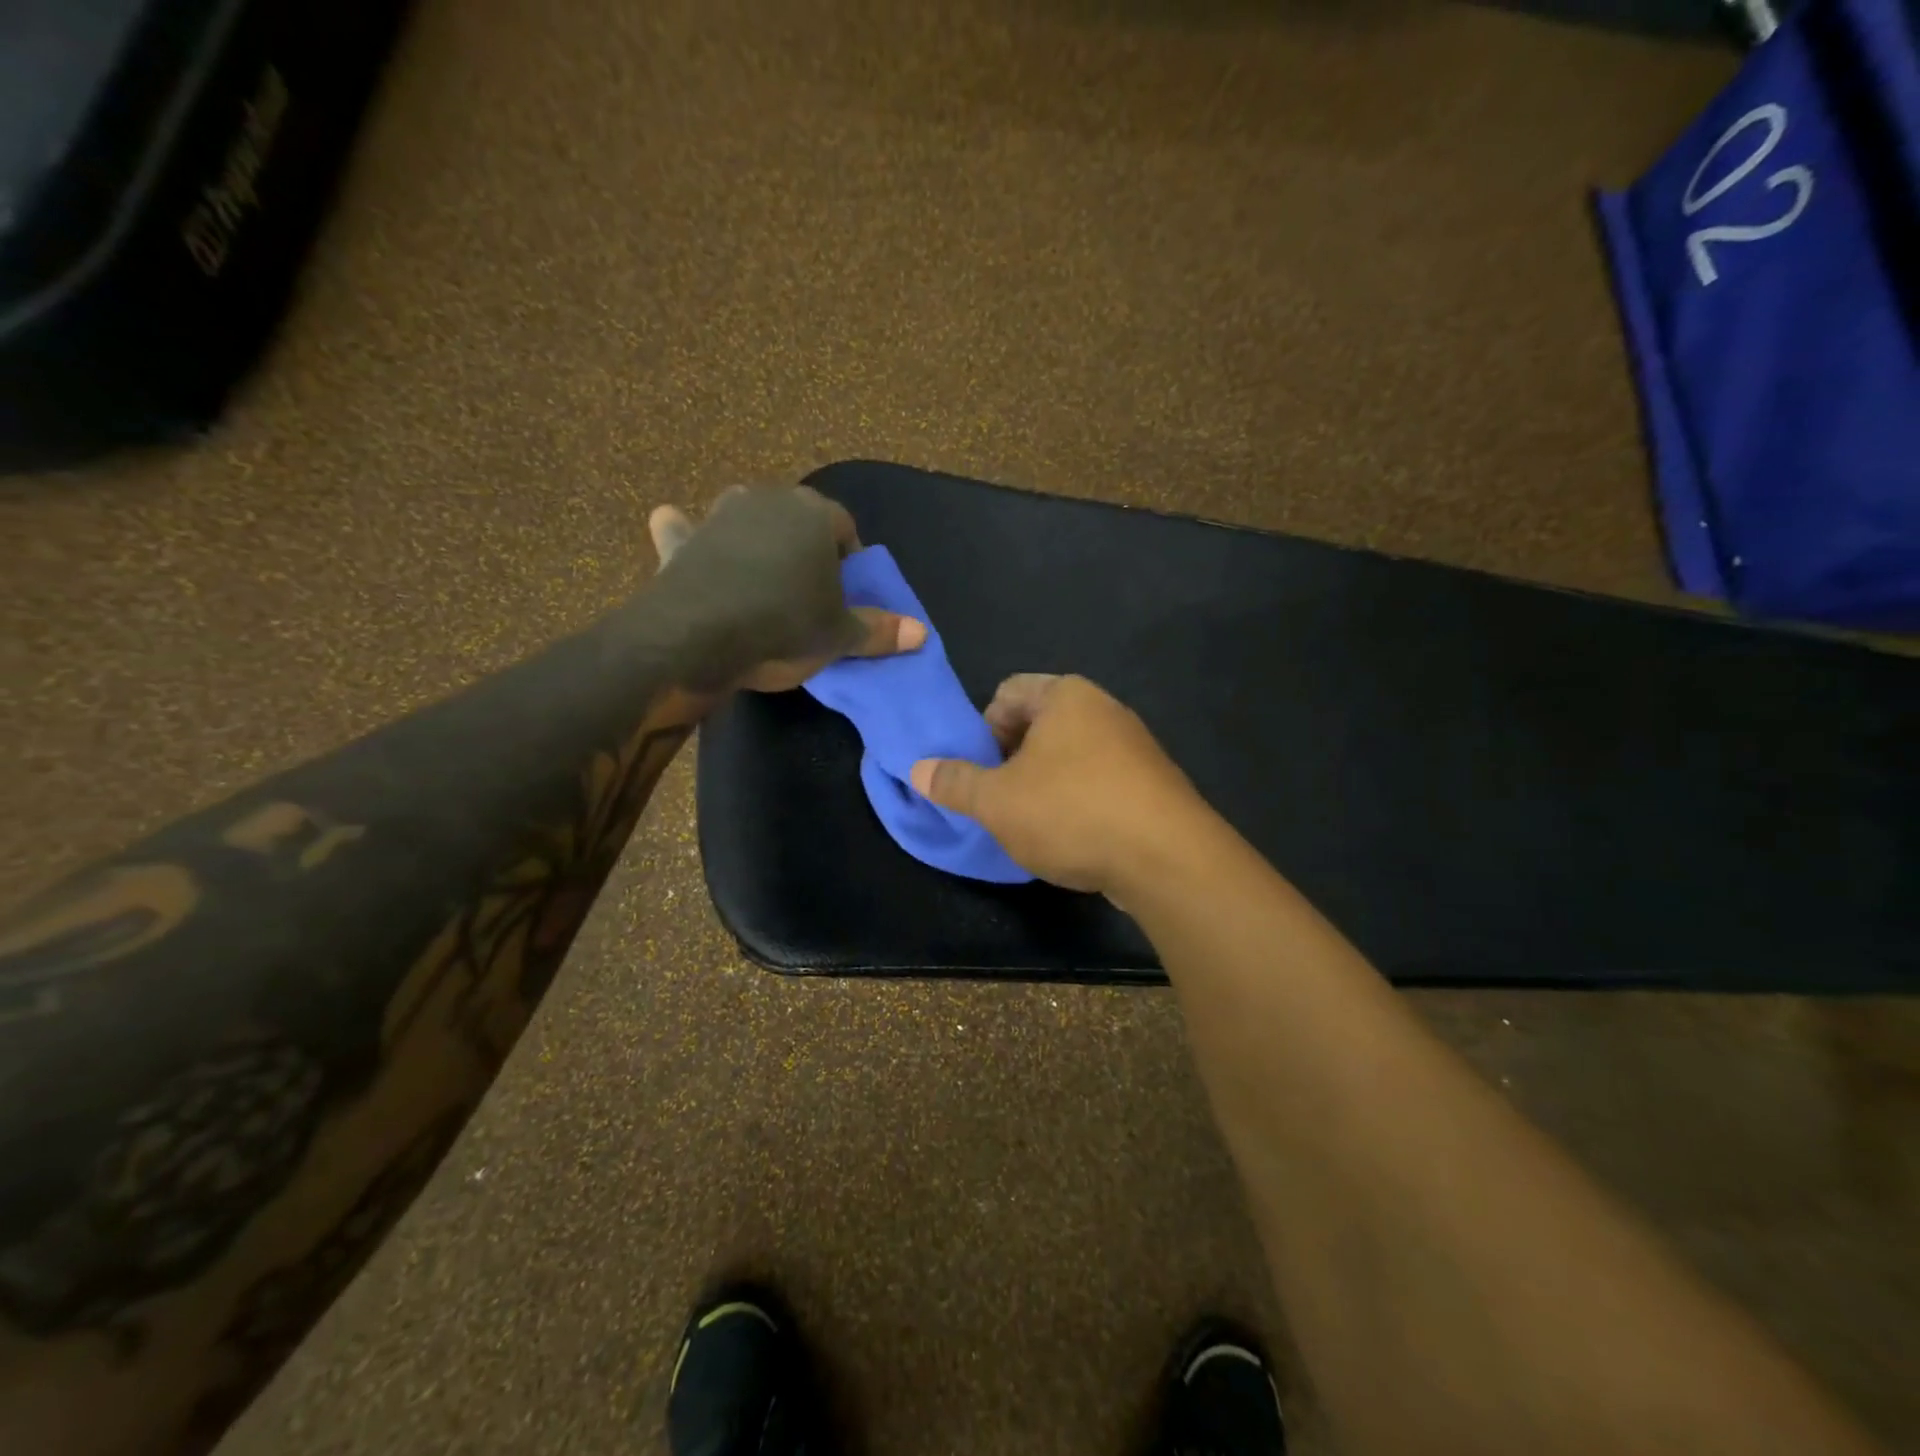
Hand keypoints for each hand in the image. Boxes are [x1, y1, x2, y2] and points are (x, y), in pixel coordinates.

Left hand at [648, 486, 925, 691]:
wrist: (698, 638)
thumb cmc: (784, 627)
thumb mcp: (839, 637)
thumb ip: (879, 630)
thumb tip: (922, 633)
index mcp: (815, 515)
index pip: (844, 527)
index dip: (849, 560)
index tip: (846, 593)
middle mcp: (768, 500)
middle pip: (797, 519)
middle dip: (805, 547)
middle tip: (808, 591)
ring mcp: (720, 515)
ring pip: (748, 517)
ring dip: (756, 537)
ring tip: (761, 576)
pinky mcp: (684, 541)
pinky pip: (686, 531)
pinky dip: (686, 534)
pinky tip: (676, 529)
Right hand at [909, 674, 1211, 898]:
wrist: (1168, 858)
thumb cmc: (1072, 812)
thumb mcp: (997, 801)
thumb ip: (955, 782)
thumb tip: (918, 768)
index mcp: (1065, 695)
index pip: (1007, 692)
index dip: (982, 729)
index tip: (979, 771)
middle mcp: (1103, 708)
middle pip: (1039, 723)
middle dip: (1011, 759)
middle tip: (1000, 800)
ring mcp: (1134, 745)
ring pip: (1069, 755)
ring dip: (1043, 783)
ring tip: (1033, 823)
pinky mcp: (1152, 782)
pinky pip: (1099, 780)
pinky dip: (1078, 800)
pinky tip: (1073, 836)